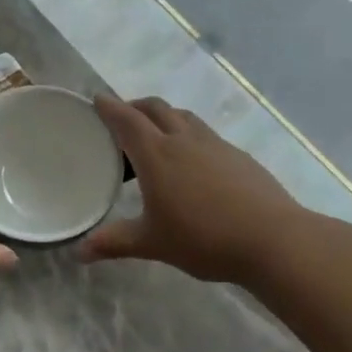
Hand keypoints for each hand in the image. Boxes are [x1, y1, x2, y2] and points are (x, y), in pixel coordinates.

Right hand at [80, 95, 302, 283]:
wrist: (272, 239)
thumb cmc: (203, 238)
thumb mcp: (152, 242)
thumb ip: (114, 243)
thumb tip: (79, 252)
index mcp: (157, 155)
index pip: (127, 120)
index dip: (109, 107)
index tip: (96, 99)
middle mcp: (184, 140)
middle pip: (155, 109)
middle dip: (135, 107)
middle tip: (121, 118)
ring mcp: (215, 145)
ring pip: (183, 117)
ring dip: (164, 117)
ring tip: (155, 137)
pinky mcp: (238, 156)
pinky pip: (205, 134)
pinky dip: (188, 135)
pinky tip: (192, 163)